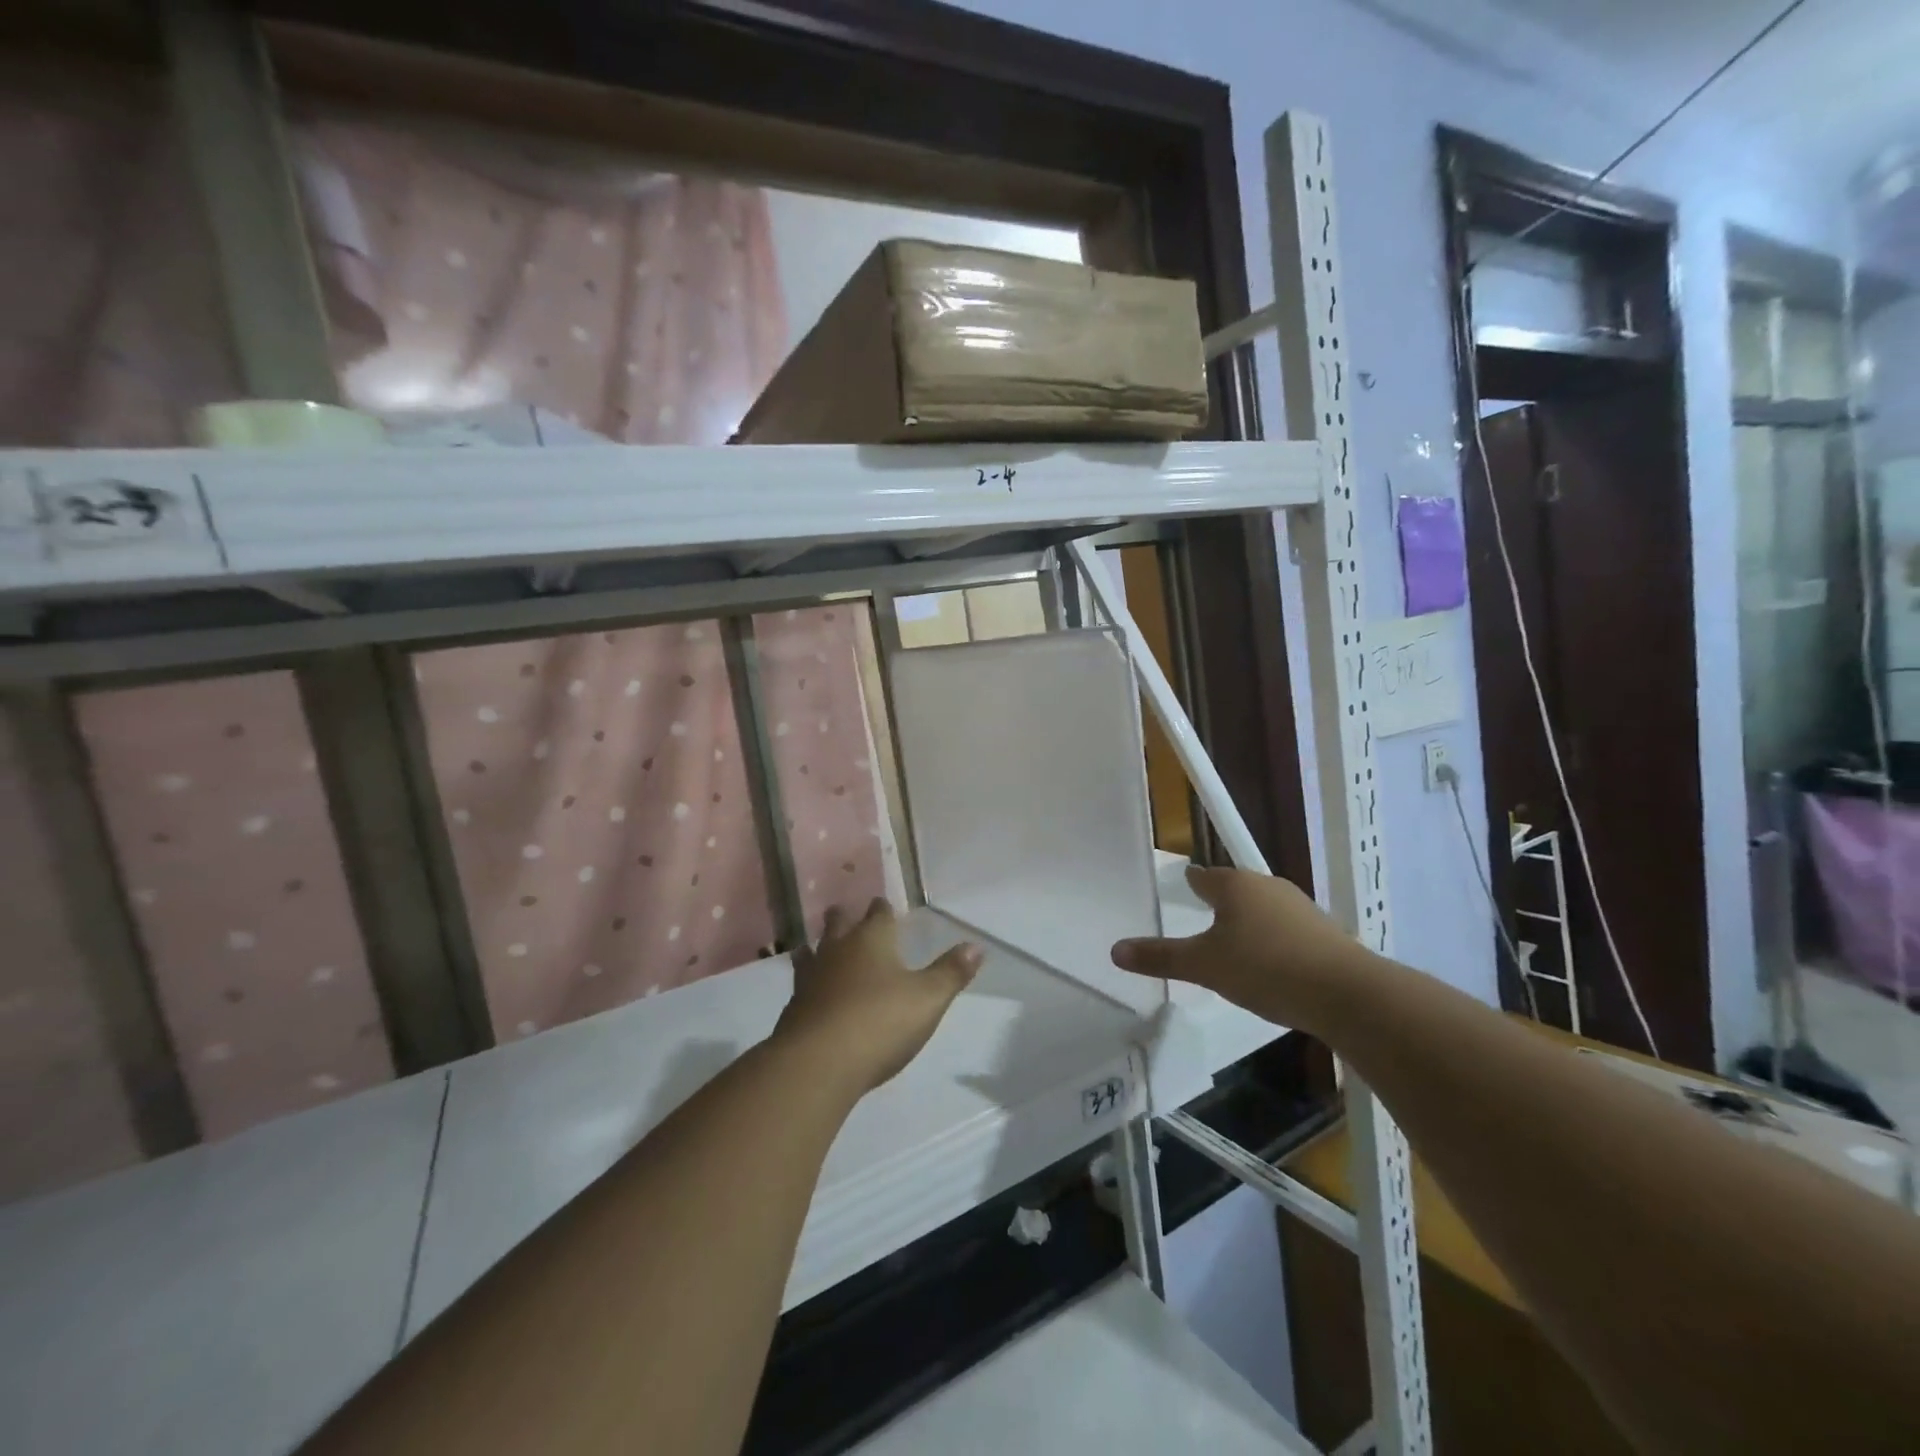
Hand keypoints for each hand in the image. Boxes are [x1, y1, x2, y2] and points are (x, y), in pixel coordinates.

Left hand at [775, 900, 981, 1093]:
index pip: (878, 913)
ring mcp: (811, 978)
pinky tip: (810, 992)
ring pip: (813, 952)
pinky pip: (801, 985)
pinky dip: (808, 983)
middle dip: (844, 918)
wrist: (819, 1062)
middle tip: (846, 915)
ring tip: (817, 946)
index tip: (884, 906)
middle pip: (838, 924)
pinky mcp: (794, 1009)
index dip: (883, 909)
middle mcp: (837, 950)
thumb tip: (976, 946)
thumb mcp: (928, 999)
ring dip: (818, 948)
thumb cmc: (880, 1021)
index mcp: (871, 940)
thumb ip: (951, 972)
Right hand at [1110, 866, 1370, 1033]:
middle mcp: (1267, 886)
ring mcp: (1300, 907)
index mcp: (1234, 885)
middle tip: (1202, 916)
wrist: (1346, 993)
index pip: (1203, 877)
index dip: (1191, 882)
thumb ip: (1160, 957)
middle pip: (1235, 888)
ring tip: (1234, 942)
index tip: (1183, 884)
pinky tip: (1271, 962)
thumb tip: (1114, 950)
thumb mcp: (1204, 966)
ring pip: (1263, 907)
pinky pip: (1287, 928)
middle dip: (1220, 900)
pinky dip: (1273, 939)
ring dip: (1248, 920)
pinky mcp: (1324, 931)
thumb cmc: (1265, 968)